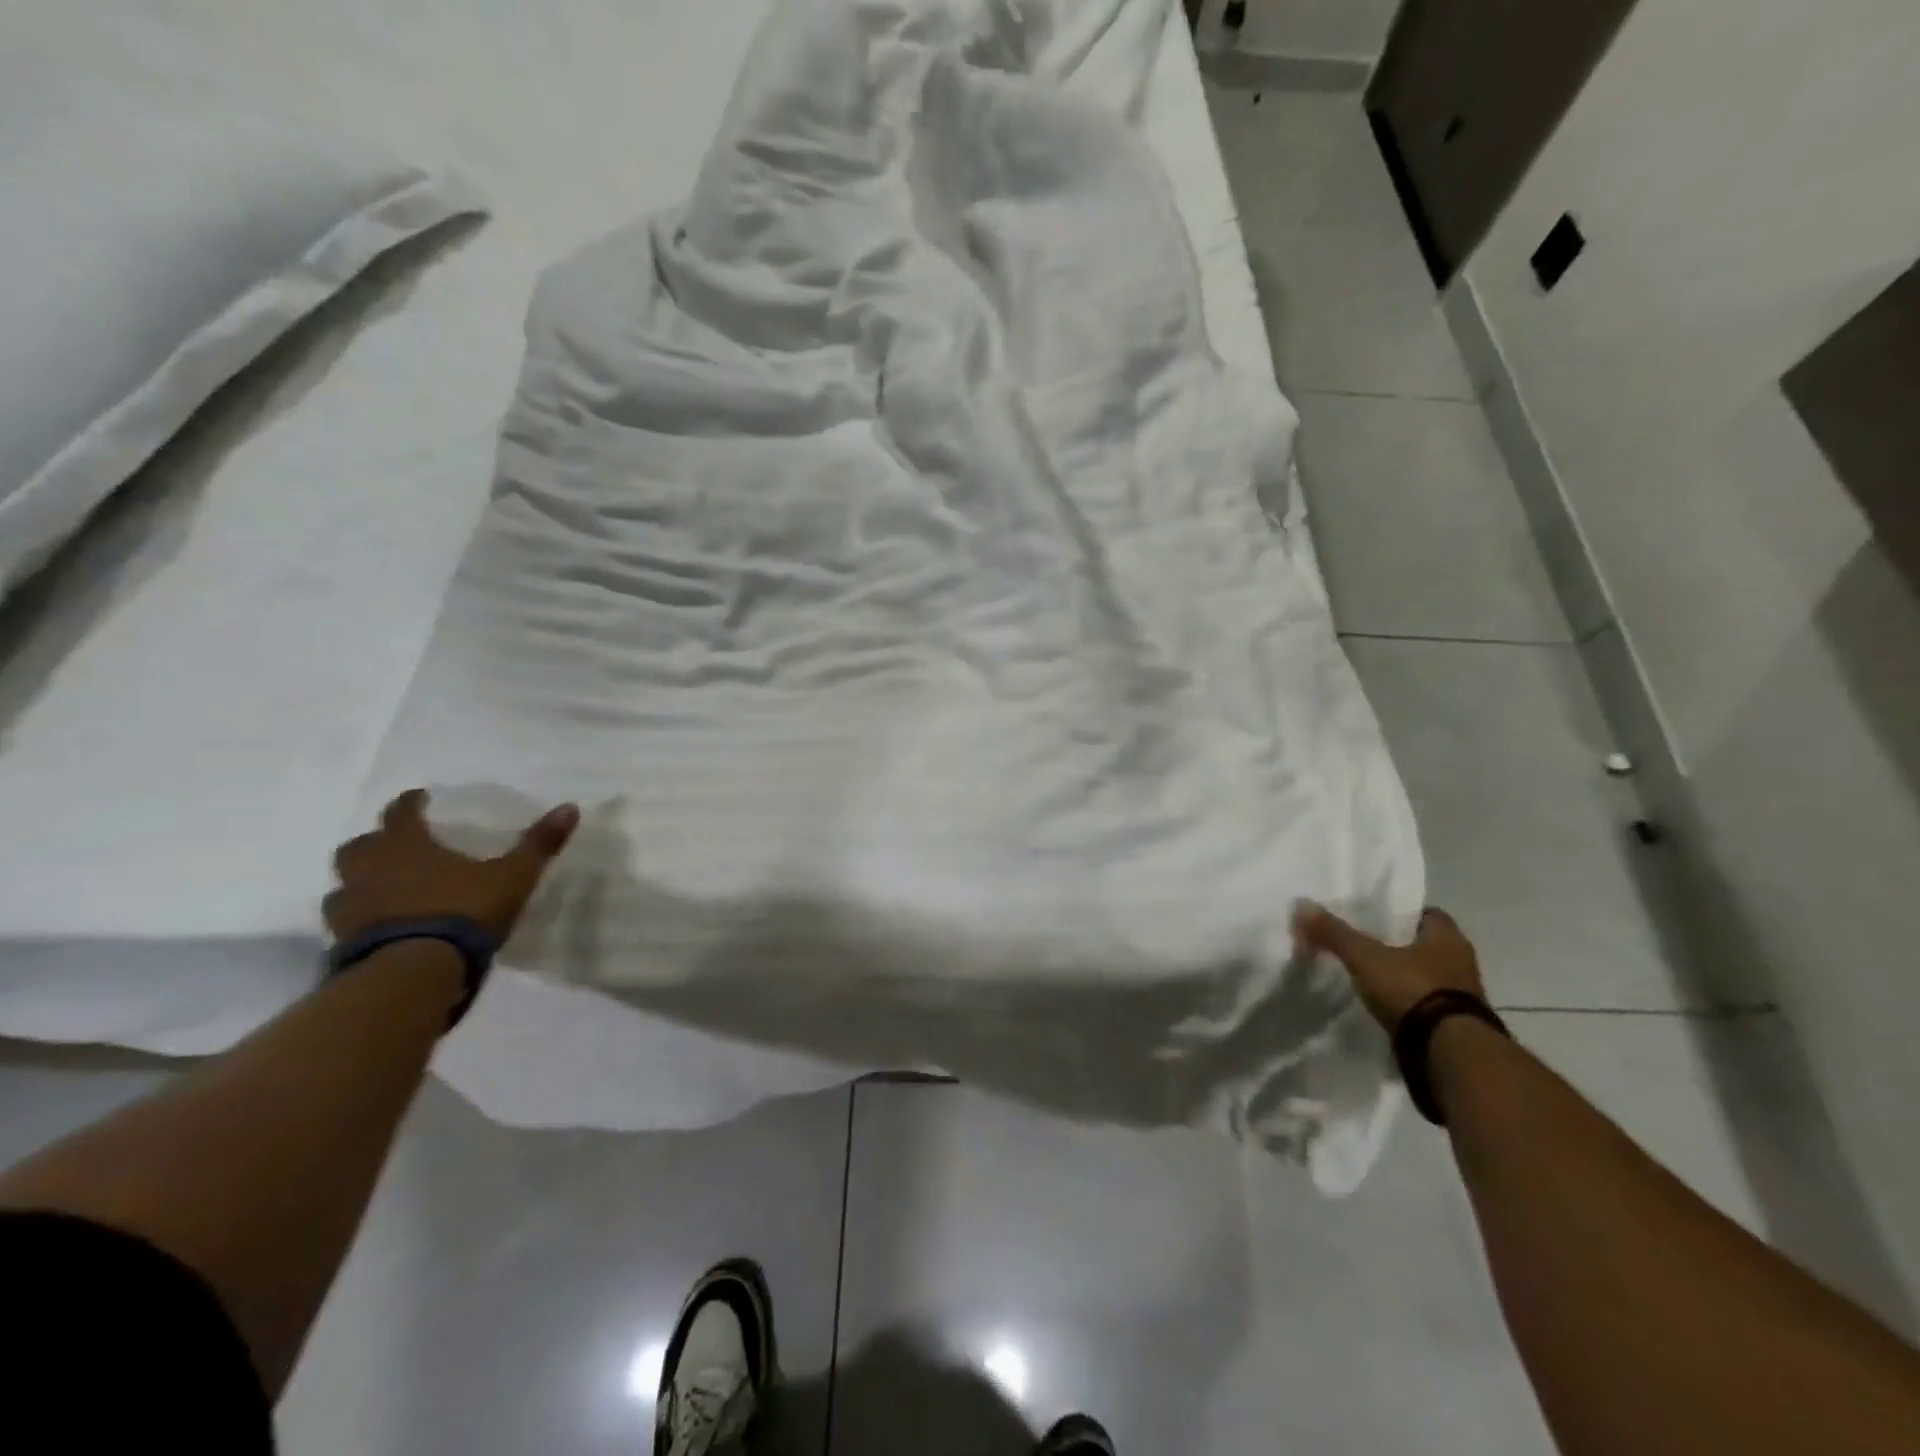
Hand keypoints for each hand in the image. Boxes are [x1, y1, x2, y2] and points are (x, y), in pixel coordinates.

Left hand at [325, 790, 579, 944]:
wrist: (414, 972)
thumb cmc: (464, 912)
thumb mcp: (513, 876)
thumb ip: (538, 844)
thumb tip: (570, 807)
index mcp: (407, 846)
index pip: (401, 813)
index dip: (411, 803)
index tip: (420, 798)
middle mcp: (370, 870)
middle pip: (359, 847)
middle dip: (376, 843)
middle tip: (396, 847)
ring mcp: (351, 908)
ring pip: (344, 886)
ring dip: (360, 883)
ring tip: (384, 890)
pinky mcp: (343, 943)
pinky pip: (345, 923)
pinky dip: (359, 919)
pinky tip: (379, 927)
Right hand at [1294, 902, 1485, 1033]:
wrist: (1449, 1056)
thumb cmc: (1413, 990)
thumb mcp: (1365, 958)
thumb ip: (1334, 933)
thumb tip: (1300, 904)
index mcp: (1449, 937)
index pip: (1425, 913)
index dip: (1398, 913)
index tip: (1372, 917)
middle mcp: (1462, 962)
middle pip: (1424, 945)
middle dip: (1397, 946)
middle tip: (1363, 944)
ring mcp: (1462, 997)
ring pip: (1426, 976)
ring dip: (1403, 977)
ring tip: (1368, 976)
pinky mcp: (1455, 1026)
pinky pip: (1425, 1004)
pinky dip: (1406, 1003)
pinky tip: (1382, 1005)